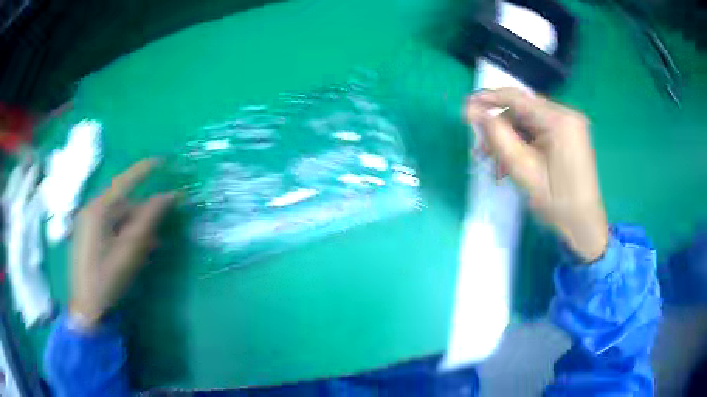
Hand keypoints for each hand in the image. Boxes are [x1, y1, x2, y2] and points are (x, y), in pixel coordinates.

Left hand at [70, 159, 174, 326]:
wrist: (86, 308)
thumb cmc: (107, 279)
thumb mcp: (130, 250)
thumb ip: (148, 221)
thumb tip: (168, 197)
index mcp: (99, 210)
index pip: (124, 182)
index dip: (144, 170)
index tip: (162, 161)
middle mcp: (91, 210)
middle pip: (122, 203)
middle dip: (142, 213)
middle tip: (160, 228)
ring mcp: (87, 223)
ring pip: (117, 216)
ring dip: (134, 226)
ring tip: (150, 245)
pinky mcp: (87, 235)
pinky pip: (110, 226)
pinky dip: (124, 233)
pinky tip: (133, 248)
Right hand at [466, 88, 608, 261]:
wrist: (584, 227)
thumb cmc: (557, 202)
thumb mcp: (524, 170)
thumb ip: (498, 136)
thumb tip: (474, 110)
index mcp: (560, 120)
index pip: (518, 99)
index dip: (489, 98)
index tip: (466, 106)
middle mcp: (567, 116)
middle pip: (523, 111)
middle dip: (500, 128)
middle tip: (481, 149)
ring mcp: (570, 126)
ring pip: (529, 123)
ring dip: (510, 139)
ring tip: (495, 163)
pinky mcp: (569, 137)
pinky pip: (539, 132)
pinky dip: (523, 144)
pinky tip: (512, 162)